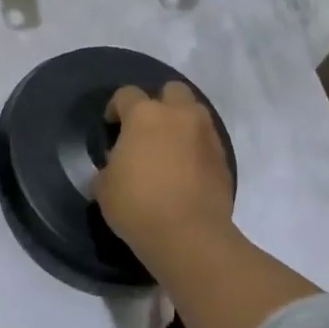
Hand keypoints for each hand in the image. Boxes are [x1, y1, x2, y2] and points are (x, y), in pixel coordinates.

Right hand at [95, 83, 235, 270]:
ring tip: (169, 150)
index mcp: (144, 115)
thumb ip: (108, 167)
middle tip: (147, 130)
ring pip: (195, 113)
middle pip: (172, 91)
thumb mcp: (104, 187)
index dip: (116, 108)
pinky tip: (185, 172)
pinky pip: (207, 142)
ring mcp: (206, 136)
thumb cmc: (138, 205)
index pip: (126, 94)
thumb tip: (116, 167)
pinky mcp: (224, 159)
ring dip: (182, 124)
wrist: (190, 237)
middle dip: (159, 104)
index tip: (111, 128)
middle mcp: (179, 116)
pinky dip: (196, 149)